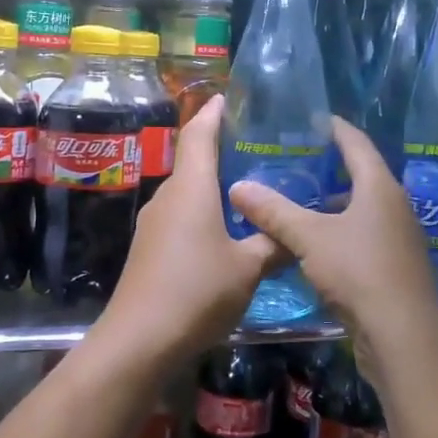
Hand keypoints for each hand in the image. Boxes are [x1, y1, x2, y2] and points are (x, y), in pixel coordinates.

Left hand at [92, 97, 284, 370]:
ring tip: (252, 188)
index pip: (199, 134)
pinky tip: (227, 229)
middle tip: (261, 147)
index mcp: (191, 188)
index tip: (230, 97)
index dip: (213, 112)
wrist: (139, 340)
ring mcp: (154, 222)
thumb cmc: (196, 292)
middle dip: (223, 149)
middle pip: (194, 160)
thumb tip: (299, 232)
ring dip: (214, 184)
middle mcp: (168, 196)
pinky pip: (181, 214)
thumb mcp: (248, 269)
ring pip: (188, 190)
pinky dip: (204, 210)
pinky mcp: (150, 247)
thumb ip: (274, 244)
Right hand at [227, 118, 437, 361]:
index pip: (357, 144)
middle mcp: (395, 206)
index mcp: (380, 188)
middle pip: (362, 176)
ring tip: (300, 202)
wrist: (403, 335)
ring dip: (334, 204)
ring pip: (362, 210)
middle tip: (297, 161)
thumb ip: (274, 211)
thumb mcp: (309, 237)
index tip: (316, 118)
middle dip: (332, 168)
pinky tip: (316, 244)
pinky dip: (340, 231)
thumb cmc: (358, 272)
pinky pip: (364, 235)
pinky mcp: (395, 266)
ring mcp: (399, 238)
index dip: (336, 128)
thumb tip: (237, 187)